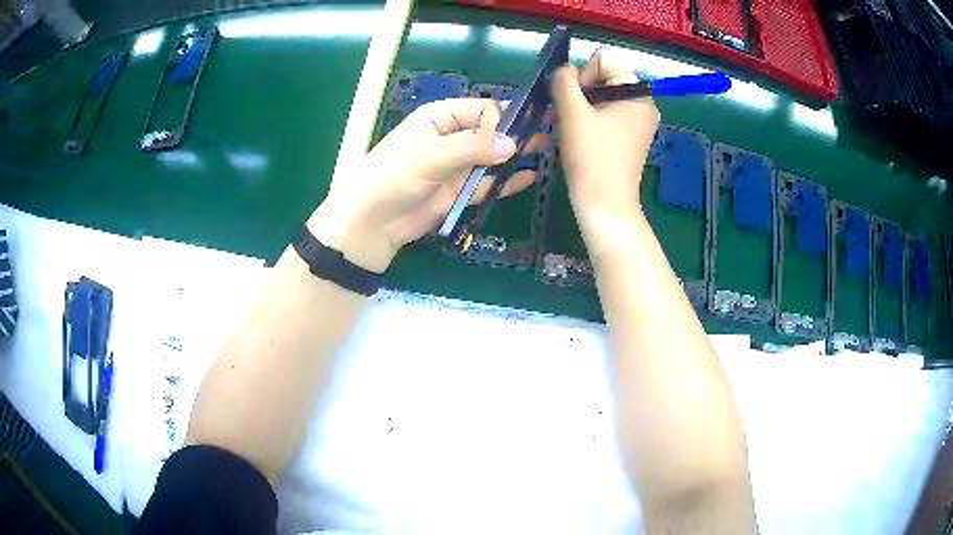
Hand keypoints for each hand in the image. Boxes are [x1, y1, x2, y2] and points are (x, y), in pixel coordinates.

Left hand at [308, 98, 543, 272]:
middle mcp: (451, 137)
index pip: (482, 109)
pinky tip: (527, 177)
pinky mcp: (459, 191)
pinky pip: (487, 183)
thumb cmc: (393, 177)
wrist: (371, 223)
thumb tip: (514, 144)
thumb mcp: (431, 156)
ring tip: (546, 152)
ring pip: (492, 157)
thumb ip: (473, 147)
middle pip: (490, 131)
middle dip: (516, 134)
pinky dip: (506, 181)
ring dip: (515, 156)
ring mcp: (457, 166)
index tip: (524, 131)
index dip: (504, 118)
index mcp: (440, 118)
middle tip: (548, 134)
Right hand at [551, 50, 658, 230]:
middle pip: (603, 77)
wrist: (605, 205)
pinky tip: (577, 137)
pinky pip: (606, 114)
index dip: (583, 75)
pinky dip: (589, 120)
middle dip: (580, 92)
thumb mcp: (573, 113)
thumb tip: (563, 69)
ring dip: (580, 107)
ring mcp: (638, 121)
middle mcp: (643, 103)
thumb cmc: (591, 158)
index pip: (604, 60)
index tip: (576, 102)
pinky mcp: (630, 136)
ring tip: (568, 128)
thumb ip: (564, 81)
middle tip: (565, 116)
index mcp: (638, 93)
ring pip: (602, 97)